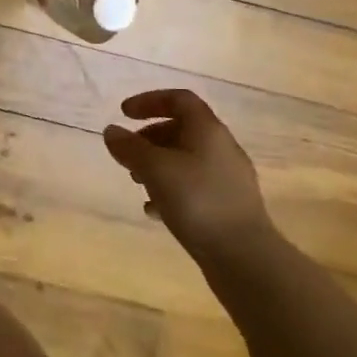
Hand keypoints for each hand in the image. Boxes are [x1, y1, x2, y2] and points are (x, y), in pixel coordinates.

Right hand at [103, 89, 272, 260]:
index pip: (179, 99)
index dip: (149, 100)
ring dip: (158, 165)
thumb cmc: (197, 201)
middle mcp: (222, 148)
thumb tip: (112, 131)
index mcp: (208, 130)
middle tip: (128, 153)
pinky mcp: (228, 206)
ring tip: (137, 182)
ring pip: (187, 159)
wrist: (244, 257)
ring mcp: (228, 179)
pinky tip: (154, 211)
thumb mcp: (155, 169)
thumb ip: (130, 147)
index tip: (124, 114)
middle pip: (183, 129)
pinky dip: (171, 190)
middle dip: (150, 137)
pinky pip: (194, 186)